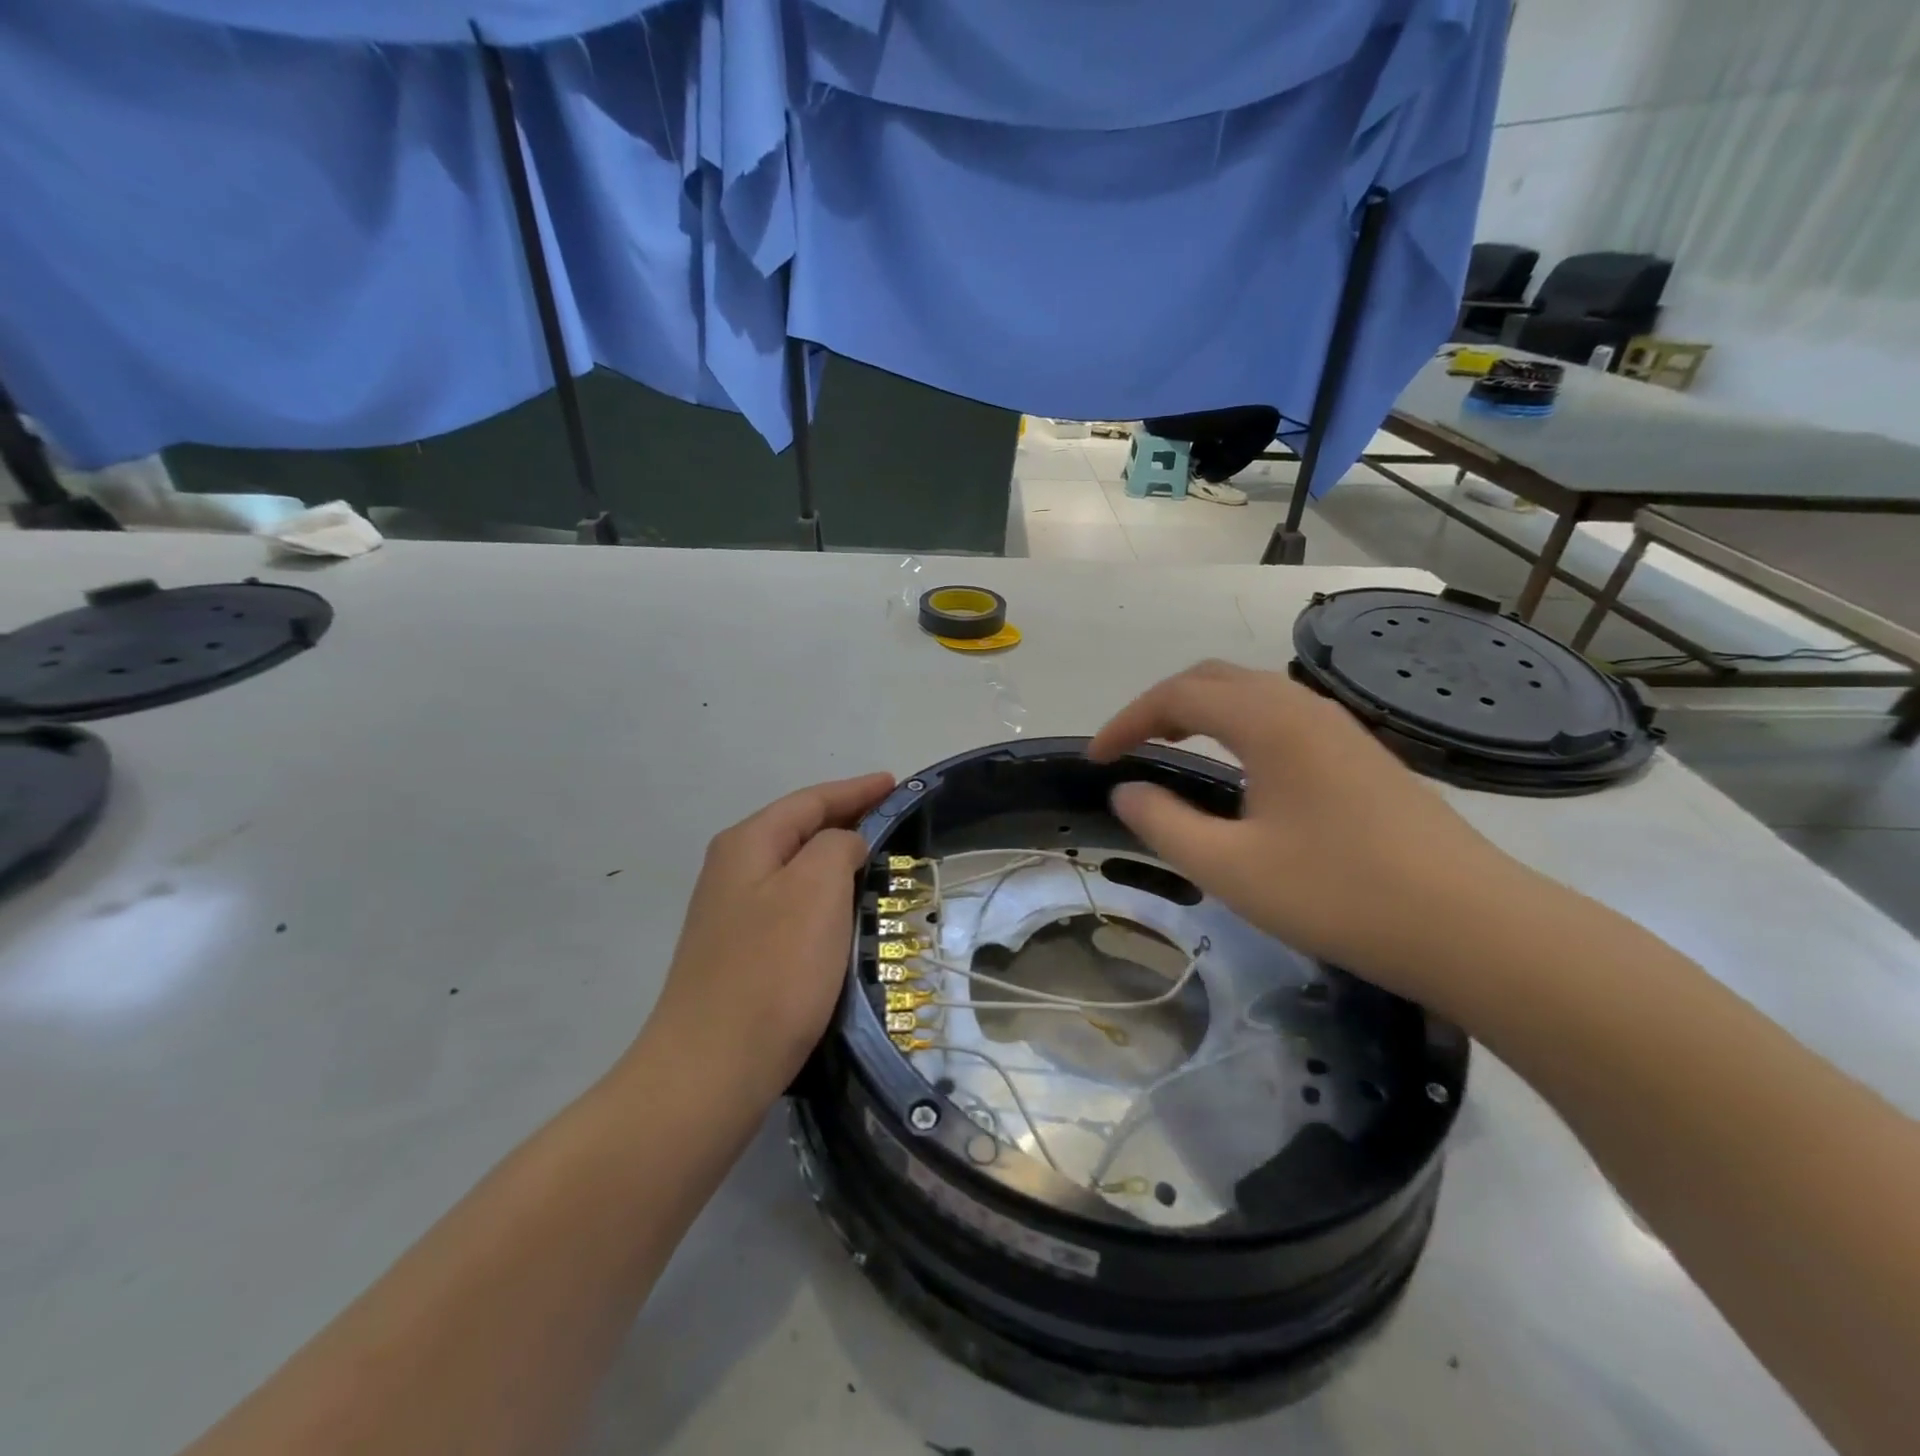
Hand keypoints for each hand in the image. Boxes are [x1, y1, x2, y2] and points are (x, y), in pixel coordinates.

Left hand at [635, 772, 894, 1111]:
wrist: (712, 1069)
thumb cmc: (773, 970)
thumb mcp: (816, 888)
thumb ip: (837, 846)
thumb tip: (844, 845)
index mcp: (748, 844)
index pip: (810, 800)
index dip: (856, 789)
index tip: (895, 783)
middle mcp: (733, 870)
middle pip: (799, 829)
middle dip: (847, 820)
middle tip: (895, 820)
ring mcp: (732, 915)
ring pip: (796, 870)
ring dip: (836, 861)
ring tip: (879, 861)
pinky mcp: (741, 954)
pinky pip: (792, 906)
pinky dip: (825, 897)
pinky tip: (845, 913)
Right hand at [1089, 661, 1526, 1005]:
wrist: (1475, 928)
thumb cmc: (1340, 894)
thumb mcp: (1230, 868)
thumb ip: (1164, 824)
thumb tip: (1127, 791)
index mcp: (1269, 721)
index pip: (1177, 696)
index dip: (1126, 721)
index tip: (1095, 759)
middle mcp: (1304, 707)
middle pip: (1214, 680)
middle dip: (1160, 706)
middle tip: (1128, 748)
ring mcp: (1340, 728)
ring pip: (1252, 695)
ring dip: (1201, 712)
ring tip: (1171, 750)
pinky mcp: (1362, 755)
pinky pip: (1281, 718)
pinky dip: (1237, 728)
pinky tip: (1238, 772)